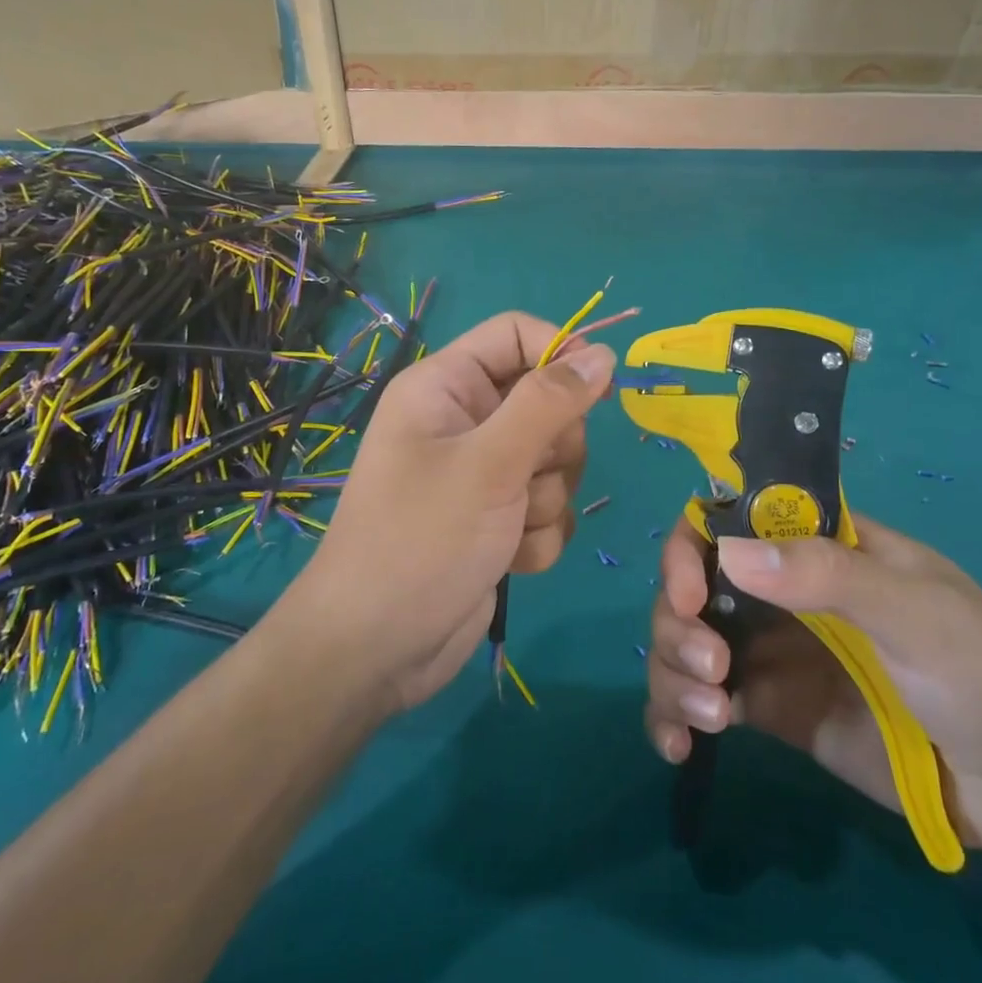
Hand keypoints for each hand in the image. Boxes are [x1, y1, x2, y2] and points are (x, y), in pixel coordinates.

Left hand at [288, 311, 614, 713]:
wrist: (378, 648)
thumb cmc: (422, 539)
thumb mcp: (490, 463)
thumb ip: (549, 402)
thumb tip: (602, 354)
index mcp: (446, 386)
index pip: (518, 334)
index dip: (561, 353)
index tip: (596, 391)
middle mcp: (465, 421)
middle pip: (548, 402)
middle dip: (553, 448)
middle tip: (524, 477)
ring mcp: (483, 474)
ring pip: (556, 462)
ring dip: (545, 501)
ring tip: (506, 527)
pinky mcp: (498, 520)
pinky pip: (548, 509)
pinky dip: (538, 536)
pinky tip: (507, 559)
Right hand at [643, 515, 981, 850]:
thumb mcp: (917, 612)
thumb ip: (830, 576)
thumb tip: (728, 552)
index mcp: (815, 548)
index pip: (728, 521)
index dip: (692, 548)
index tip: (690, 594)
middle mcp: (780, 593)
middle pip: (691, 587)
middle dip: (678, 623)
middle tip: (709, 669)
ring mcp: (771, 653)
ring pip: (685, 643)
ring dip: (672, 673)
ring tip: (710, 718)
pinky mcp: (770, 711)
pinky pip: (701, 703)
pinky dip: (673, 719)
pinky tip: (678, 747)